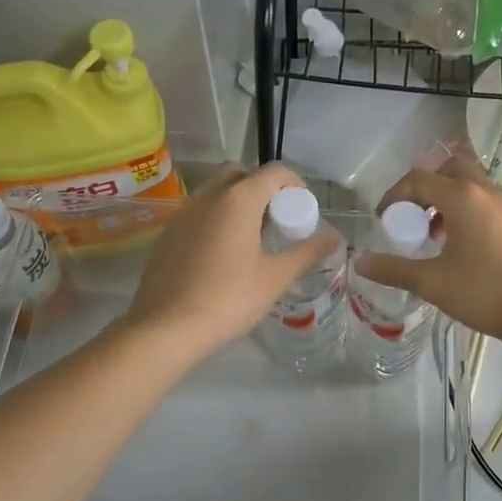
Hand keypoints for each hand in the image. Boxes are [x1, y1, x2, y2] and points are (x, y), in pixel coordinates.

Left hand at [124, 163, 339, 360]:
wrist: (166, 328)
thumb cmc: (229, 299)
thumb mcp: (275, 278)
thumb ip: (307, 253)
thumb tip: (334, 239)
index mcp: (239, 199)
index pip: (275, 172)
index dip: (295, 185)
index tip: (302, 212)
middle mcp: (209, 195)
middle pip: (242, 174)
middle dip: (263, 189)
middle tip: (276, 221)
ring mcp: (183, 212)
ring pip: (216, 191)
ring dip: (238, 202)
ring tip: (251, 238)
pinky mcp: (167, 233)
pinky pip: (198, 211)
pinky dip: (215, 219)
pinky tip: (222, 254)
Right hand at [355, 156, 501, 346]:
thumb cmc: (485, 292)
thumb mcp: (432, 282)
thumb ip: (393, 269)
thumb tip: (358, 261)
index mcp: (462, 197)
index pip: (418, 179)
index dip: (394, 196)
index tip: (383, 221)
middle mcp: (484, 191)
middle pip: (448, 169)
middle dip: (424, 188)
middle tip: (411, 217)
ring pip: (469, 185)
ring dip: (445, 199)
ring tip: (432, 235)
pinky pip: (483, 202)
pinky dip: (464, 211)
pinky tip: (458, 247)